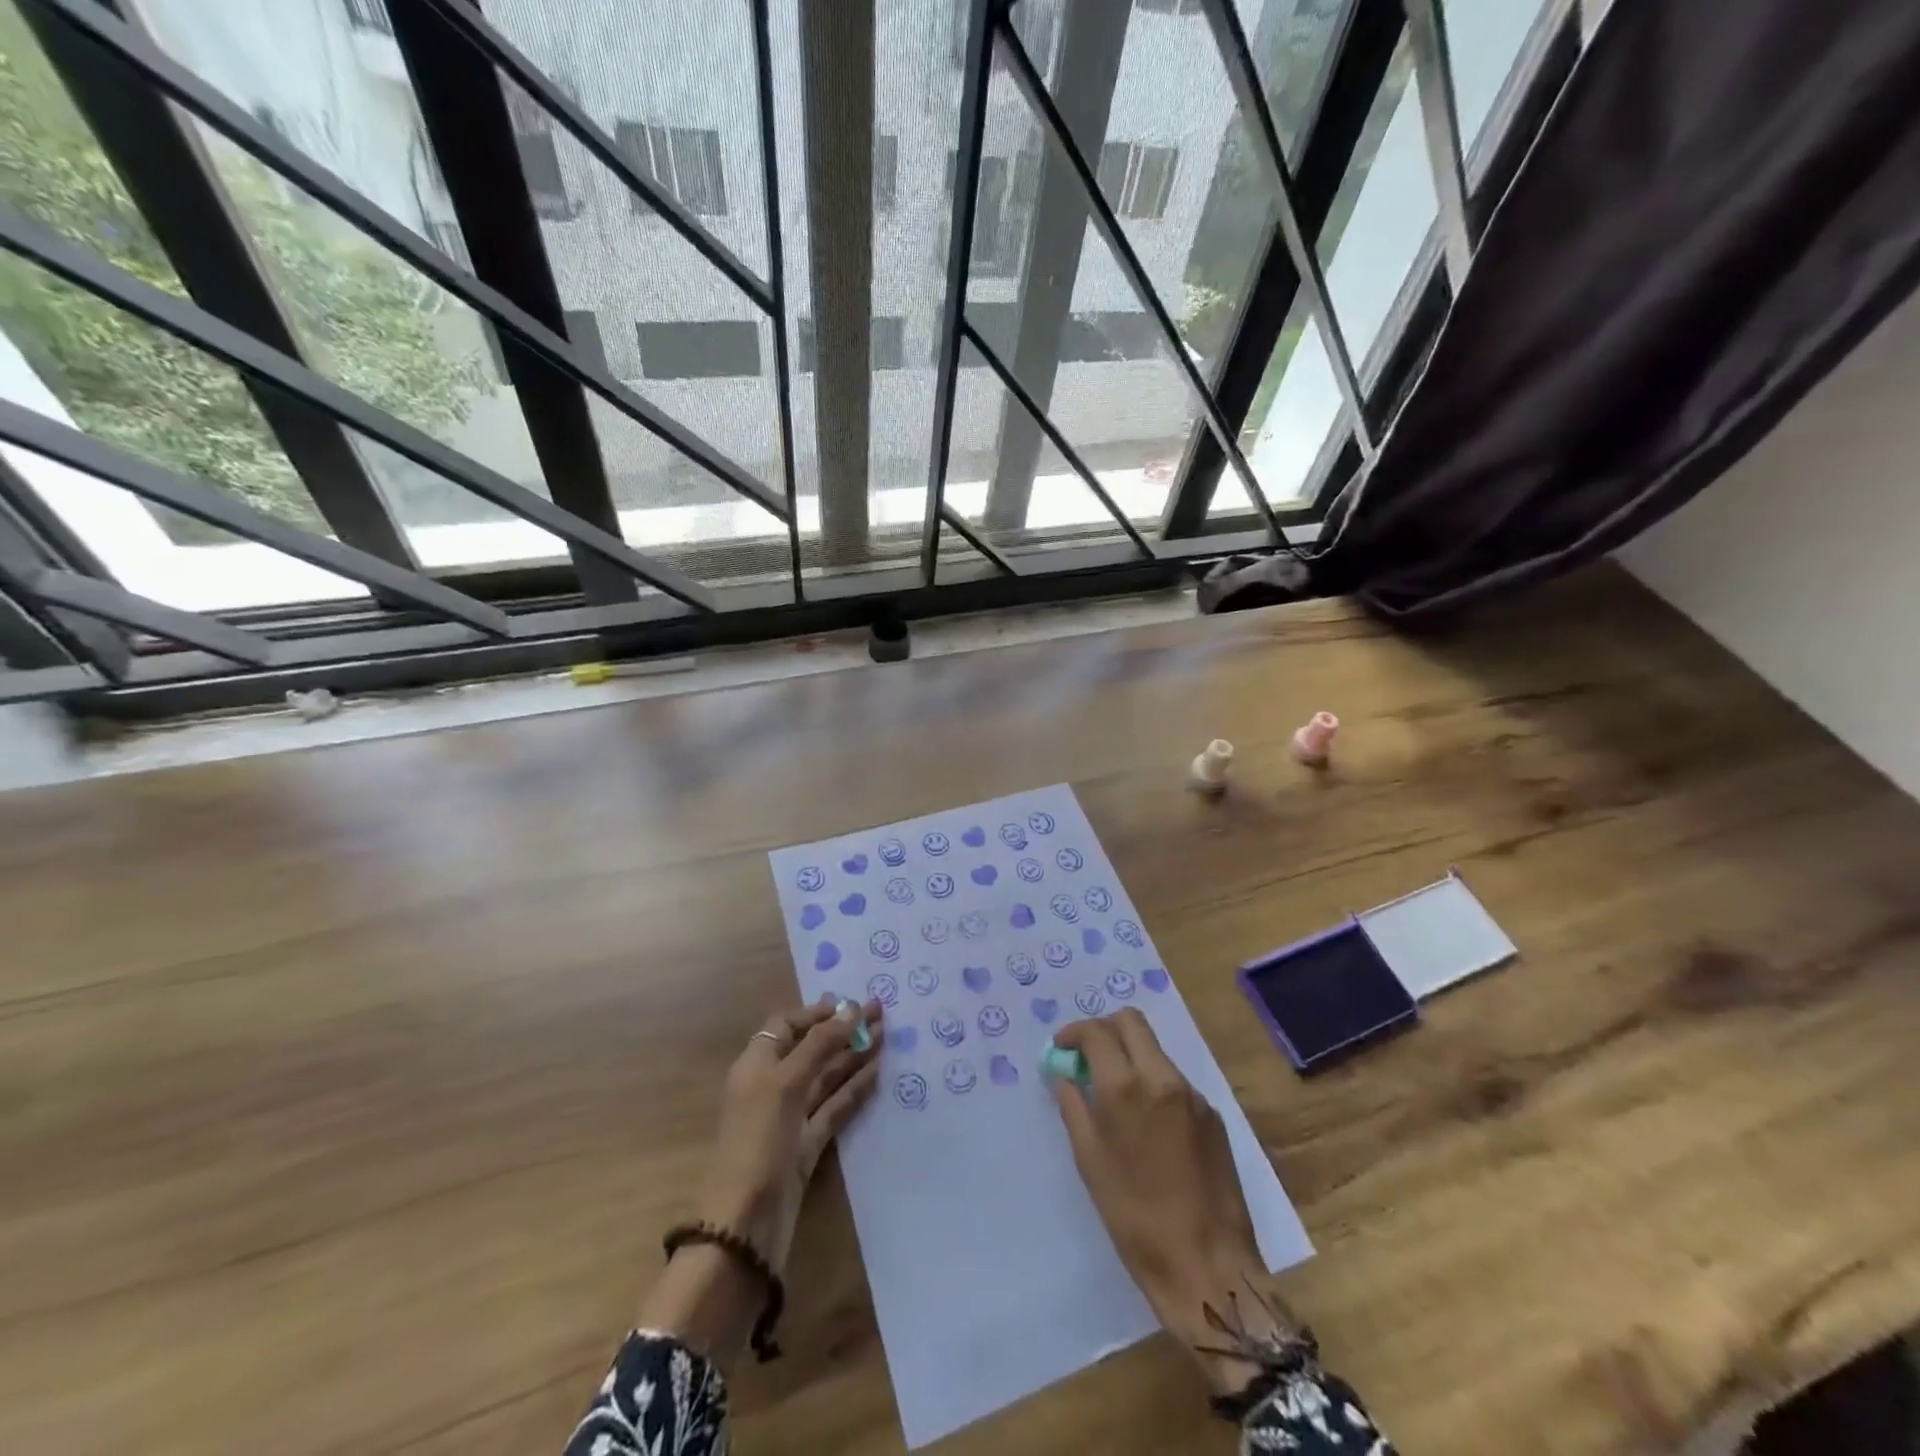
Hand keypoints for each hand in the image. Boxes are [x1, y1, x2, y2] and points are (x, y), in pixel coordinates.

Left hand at [698, 997, 883, 1268]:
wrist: (744, 1225)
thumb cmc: (757, 1140)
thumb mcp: (785, 1082)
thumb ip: (819, 1044)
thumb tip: (851, 1008)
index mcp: (757, 1064)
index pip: (786, 1025)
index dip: (816, 1014)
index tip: (851, 1006)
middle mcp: (772, 1086)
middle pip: (811, 1048)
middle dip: (843, 1029)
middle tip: (881, 1011)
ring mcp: (790, 1117)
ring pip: (826, 1077)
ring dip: (853, 1055)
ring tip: (886, 1035)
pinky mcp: (807, 1146)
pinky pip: (834, 1108)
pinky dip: (854, 1089)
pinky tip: (876, 1072)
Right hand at [1050, 1010, 1289, 1394]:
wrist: (1207, 1265)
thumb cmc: (1134, 1218)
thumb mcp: (1090, 1162)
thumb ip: (1074, 1107)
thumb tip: (1065, 1076)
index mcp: (1126, 1088)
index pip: (1097, 1031)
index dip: (1074, 1033)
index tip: (1063, 1049)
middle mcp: (1162, 1078)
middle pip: (1132, 1022)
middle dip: (1105, 1029)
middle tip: (1089, 1056)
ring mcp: (1192, 1094)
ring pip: (1155, 1049)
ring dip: (1131, 1055)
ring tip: (1116, 1093)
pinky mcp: (1213, 1115)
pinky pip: (1175, 1080)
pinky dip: (1153, 1083)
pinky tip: (1148, 1123)